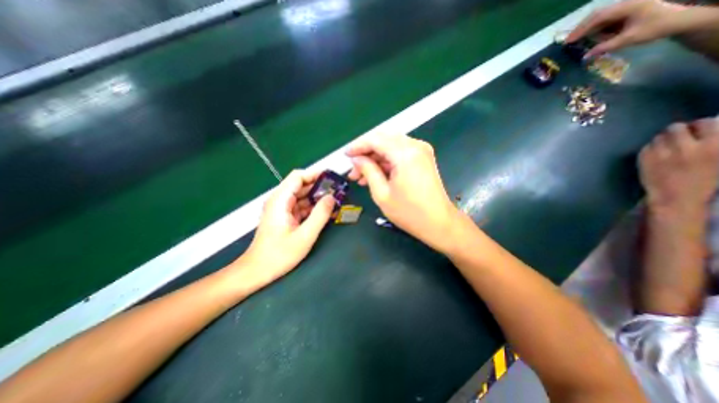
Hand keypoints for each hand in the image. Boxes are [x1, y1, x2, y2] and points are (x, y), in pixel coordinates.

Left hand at [237, 169, 334, 285]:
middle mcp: (280, 201)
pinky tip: (326, 212)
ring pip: (303, 196)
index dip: (315, 174)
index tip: (332, 177)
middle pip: (301, 185)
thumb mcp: (304, 236)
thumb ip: (320, 215)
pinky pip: (301, 207)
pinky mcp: (285, 217)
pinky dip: (313, 208)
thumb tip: (332, 197)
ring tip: (336, 200)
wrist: (257, 271)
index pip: (298, 177)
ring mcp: (282, 209)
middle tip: (338, 190)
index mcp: (280, 200)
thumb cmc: (279, 255)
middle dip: (320, 186)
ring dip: (318, 197)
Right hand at [346, 136, 456, 251]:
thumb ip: (368, 171)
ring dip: (375, 158)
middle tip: (354, 171)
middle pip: (383, 140)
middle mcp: (415, 146)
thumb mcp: (382, 193)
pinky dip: (387, 161)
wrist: (439, 223)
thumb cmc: (409, 213)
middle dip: (366, 153)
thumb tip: (356, 159)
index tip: (346, 155)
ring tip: (362, 176)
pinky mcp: (423, 158)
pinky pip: (400, 153)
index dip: (358, 146)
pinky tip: (377, 175)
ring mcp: (421, 151)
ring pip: (391, 146)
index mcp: (405, 153)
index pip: (375, 140)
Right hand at [568, 1, 689, 57]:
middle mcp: (625, 4)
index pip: (598, 18)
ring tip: (575, 41)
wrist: (678, 20)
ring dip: (587, 29)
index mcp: (627, 7)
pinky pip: (606, 20)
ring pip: (600, 17)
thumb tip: (585, 57)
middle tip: (567, 42)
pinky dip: (595, 29)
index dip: (581, 30)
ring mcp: (625, 7)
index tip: (568, 41)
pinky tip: (589, 37)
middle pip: (597, 15)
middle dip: (581, 28)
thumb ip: (605, 47)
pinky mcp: (626, 13)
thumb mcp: (628, 39)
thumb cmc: (654, 28)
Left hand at [639, 117, 718, 218]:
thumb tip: (711, 123)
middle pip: (676, 127)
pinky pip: (646, 146)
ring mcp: (661, 153)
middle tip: (680, 138)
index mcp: (715, 146)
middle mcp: (687, 147)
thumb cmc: (705, 181)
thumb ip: (715, 142)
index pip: (707, 122)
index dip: (701, 126)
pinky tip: (657, 156)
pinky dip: (651, 148)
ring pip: (659, 136)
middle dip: (679, 131)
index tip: (699, 131)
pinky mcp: (643, 159)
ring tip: (668, 148)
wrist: (676, 198)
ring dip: (663, 139)